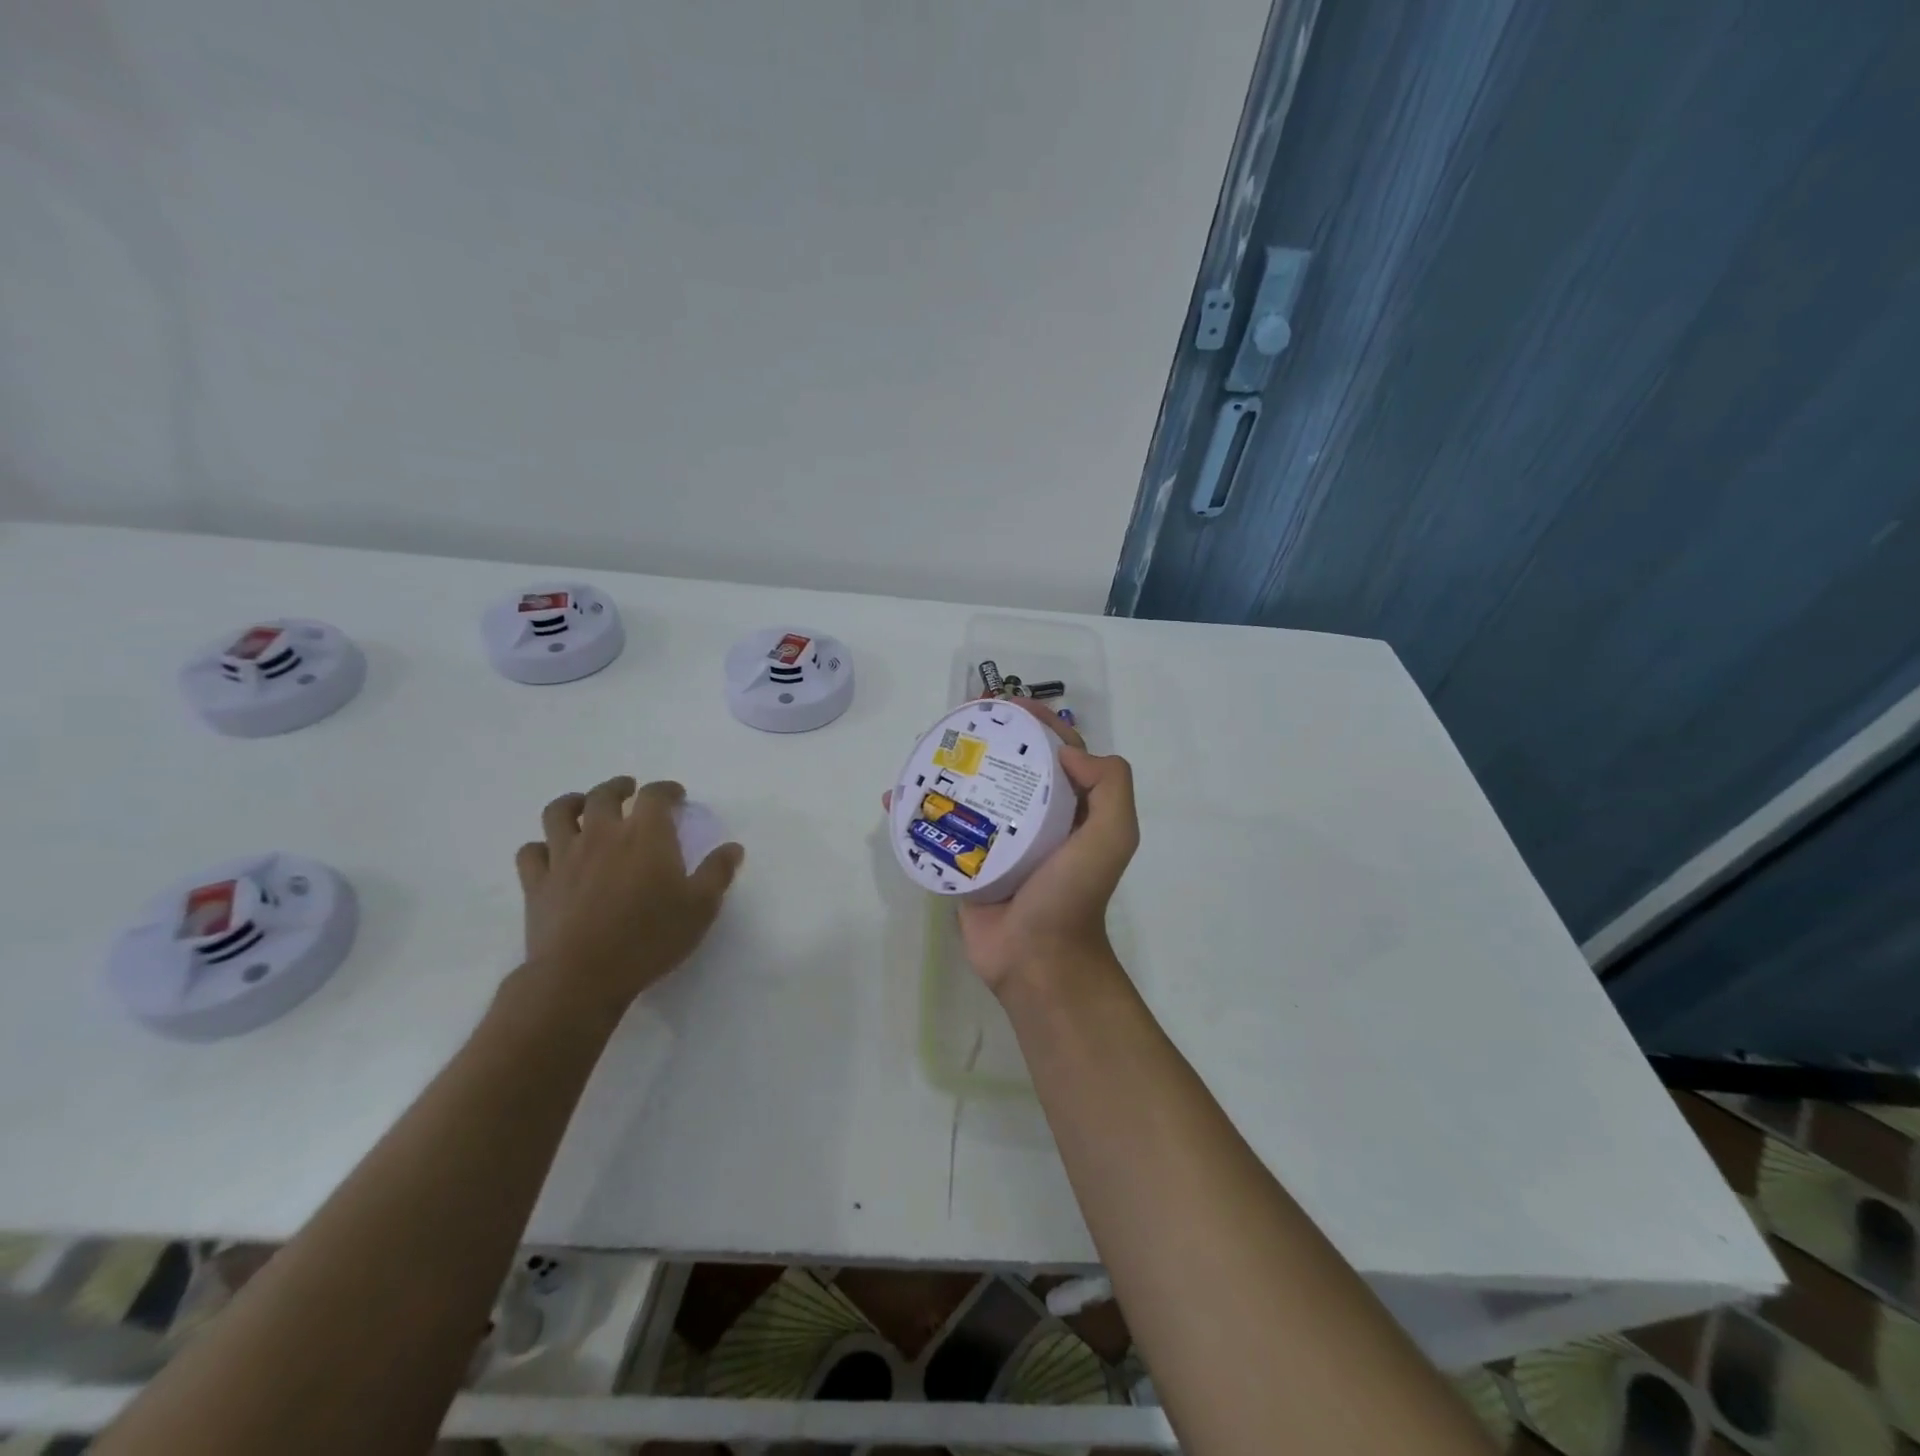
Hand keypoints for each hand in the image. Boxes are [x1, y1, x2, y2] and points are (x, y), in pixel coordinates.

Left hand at [515, 776, 743, 1017]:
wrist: (582, 976)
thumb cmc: (650, 938)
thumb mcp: (700, 907)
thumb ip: (717, 872)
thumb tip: (732, 847)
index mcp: (646, 835)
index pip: (655, 795)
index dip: (667, 790)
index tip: (676, 795)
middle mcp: (602, 834)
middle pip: (604, 794)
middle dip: (619, 787)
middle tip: (629, 789)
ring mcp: (564, 856)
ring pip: (559, 813)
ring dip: (573, 803)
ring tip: (581, 806)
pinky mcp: (537, 883)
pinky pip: (530, 852)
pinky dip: (541, 846)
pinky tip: (551, 852)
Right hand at [885, 701, 1138, 994]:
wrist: (1036, 959)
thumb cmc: (1071, 895)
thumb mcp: (1113, 836)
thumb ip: (1110, 786)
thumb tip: (1067, 751)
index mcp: (1070, 808)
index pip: (1055, 750)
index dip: (1035, 722)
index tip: (1004, 705)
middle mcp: (1035, 817)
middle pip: (1008, 766)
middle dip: (984, 739)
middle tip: (955, 724)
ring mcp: (996, 839)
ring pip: (972, 792)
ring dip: (947, 769)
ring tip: (921, 751)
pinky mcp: (965, 861)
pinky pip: (940, 828)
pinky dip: (916, 811)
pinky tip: (892, 796)